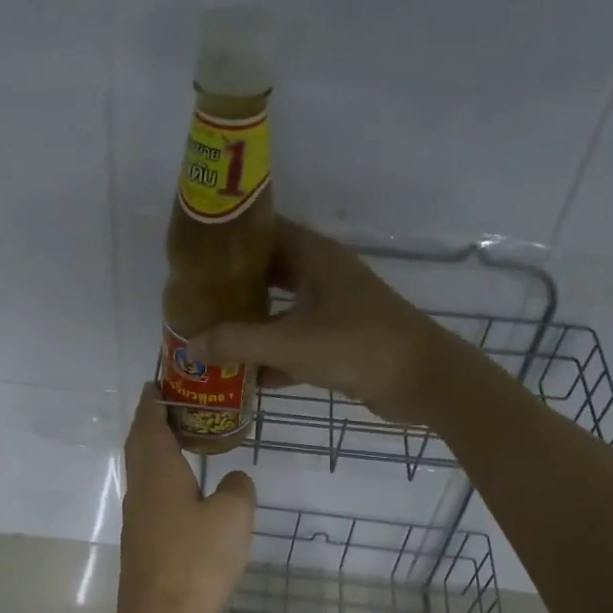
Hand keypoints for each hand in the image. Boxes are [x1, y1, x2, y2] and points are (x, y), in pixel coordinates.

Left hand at [112, 386, 256, 612]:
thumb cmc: (196, 560)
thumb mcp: (232, 517)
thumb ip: (237, 489)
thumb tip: (234, 480)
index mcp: (158, 471)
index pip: (150, 423)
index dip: (153, 400)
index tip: (159, 382)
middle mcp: (141, 488)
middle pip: (139, 444)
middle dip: (151, 421)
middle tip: (174, 405)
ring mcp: (137, 517)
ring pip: (143, 470)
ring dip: (155, 449)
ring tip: (182, 440)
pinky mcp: (142, 542)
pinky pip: (150, 495)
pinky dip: (162, 478)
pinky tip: (183, 491)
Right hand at [190, 220, 451, 423]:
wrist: (422, 379)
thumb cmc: (356, 345)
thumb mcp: (289, 343)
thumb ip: (237, 342)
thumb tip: (190, 345)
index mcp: (313, 257)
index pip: (262, 232)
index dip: (227, 241)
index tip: (191, 256)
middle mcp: (322, 276)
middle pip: (267, 275)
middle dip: (232, 290)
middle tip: (193, 303)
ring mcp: (333, 310)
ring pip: (280, 312)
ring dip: (250, 327)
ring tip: (209, 339)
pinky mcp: (339, 342)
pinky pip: (295, 344)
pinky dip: (272, 358)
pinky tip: (243, 377)